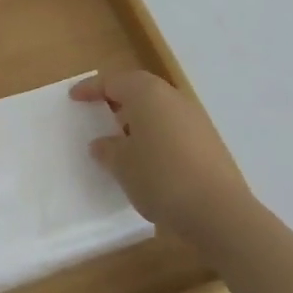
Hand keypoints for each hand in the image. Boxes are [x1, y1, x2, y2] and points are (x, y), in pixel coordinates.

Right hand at [73, 71, 249, 241]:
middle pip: (139, 91)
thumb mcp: (122, 165)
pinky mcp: (209, 142)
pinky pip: (173, 129)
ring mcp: (195, 119)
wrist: (219, 211)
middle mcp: (172, 97)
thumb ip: (107, 150)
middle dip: (117, 102)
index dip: (91, 89)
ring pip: (158, 110)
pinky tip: (149, 162)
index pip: (112, 81)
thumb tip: (102, 143)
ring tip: (122, 143)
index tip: (74, 98)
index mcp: (147, 93)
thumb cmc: (160, 177)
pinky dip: (157, 137)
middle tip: (98, 116)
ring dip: (138, 121)